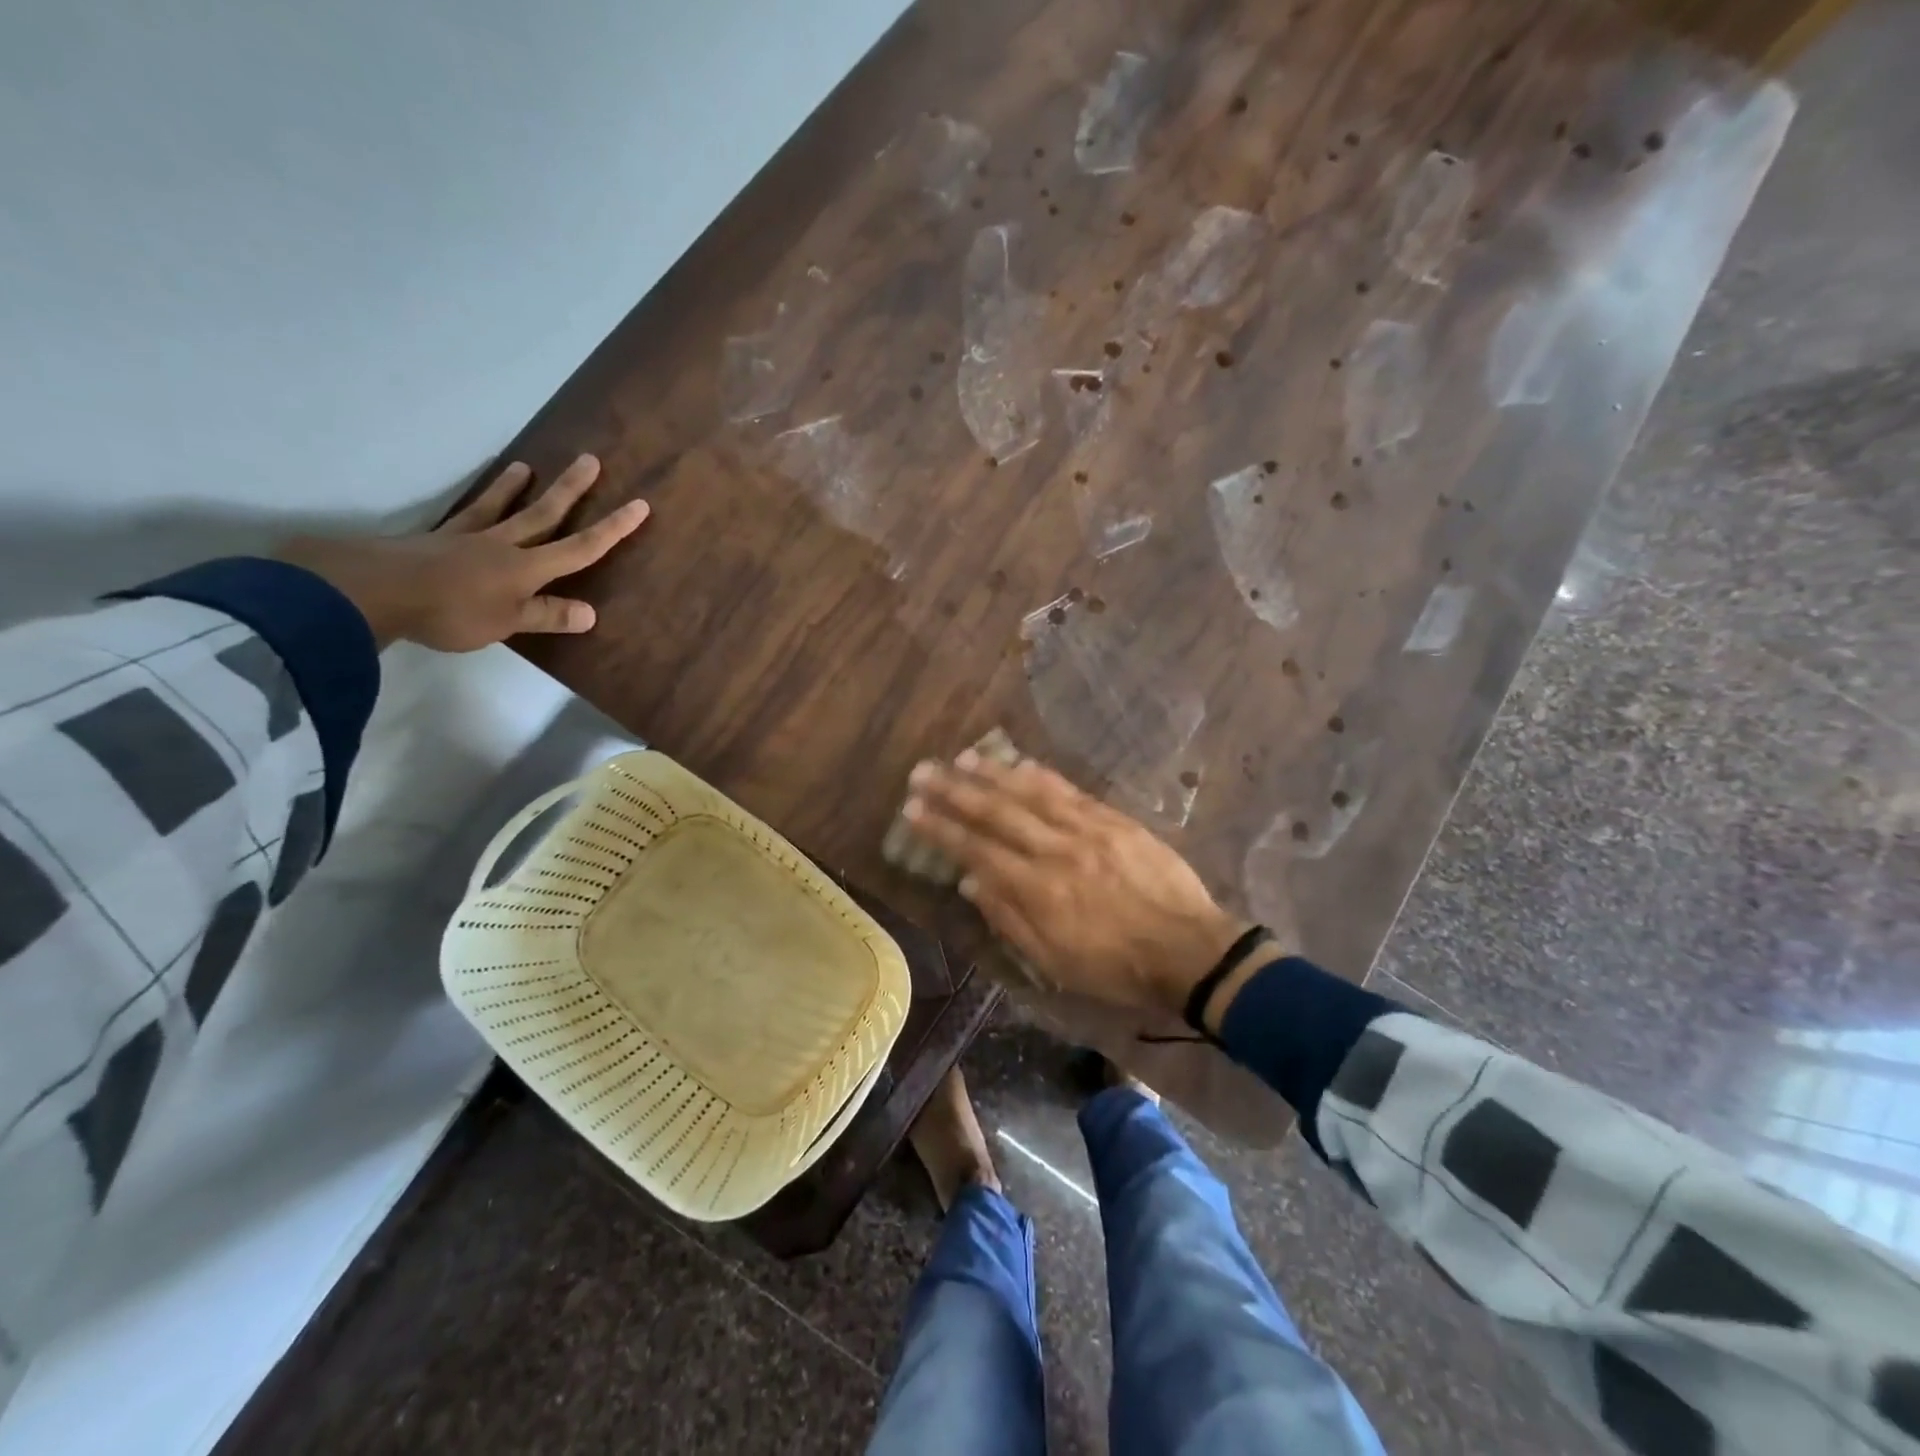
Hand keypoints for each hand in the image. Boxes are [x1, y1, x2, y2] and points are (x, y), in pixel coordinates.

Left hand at [276, 455, 648, 651]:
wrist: (376, 591)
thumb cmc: (451, 612)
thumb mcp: (506, 623)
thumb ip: (546, 615)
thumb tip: (591, 613)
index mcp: (527, 567)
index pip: (581, 547)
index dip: (612, 528)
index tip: (639, 505)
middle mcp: (504, 545)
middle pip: (544, 514)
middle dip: (572, 489)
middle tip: (590, 459)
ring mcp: (467, 538)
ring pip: (500, 508)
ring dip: (515, 487)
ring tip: (526, 466)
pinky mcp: (435, 540)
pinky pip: (463, 517)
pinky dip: (472, 506)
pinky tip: (475, 502)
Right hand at [903, 751, 1263, 1018]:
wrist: (1188, 949)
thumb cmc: (1116, 967)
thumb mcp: (1054, 962)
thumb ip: (1009, 919)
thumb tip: (970, 881)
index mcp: (1037, 890)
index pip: (977, 850)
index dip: (941, 829)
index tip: (912, 810)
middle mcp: (1055, 851)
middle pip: (997, 813)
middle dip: (954, 791)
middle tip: (922, 772)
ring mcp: (1087, 830)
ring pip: (1030, 793)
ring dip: (992, 773)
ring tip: (960, 757)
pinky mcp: (1114, 820)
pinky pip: (1070, 791)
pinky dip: (1041, 775)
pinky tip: (1020, 763)